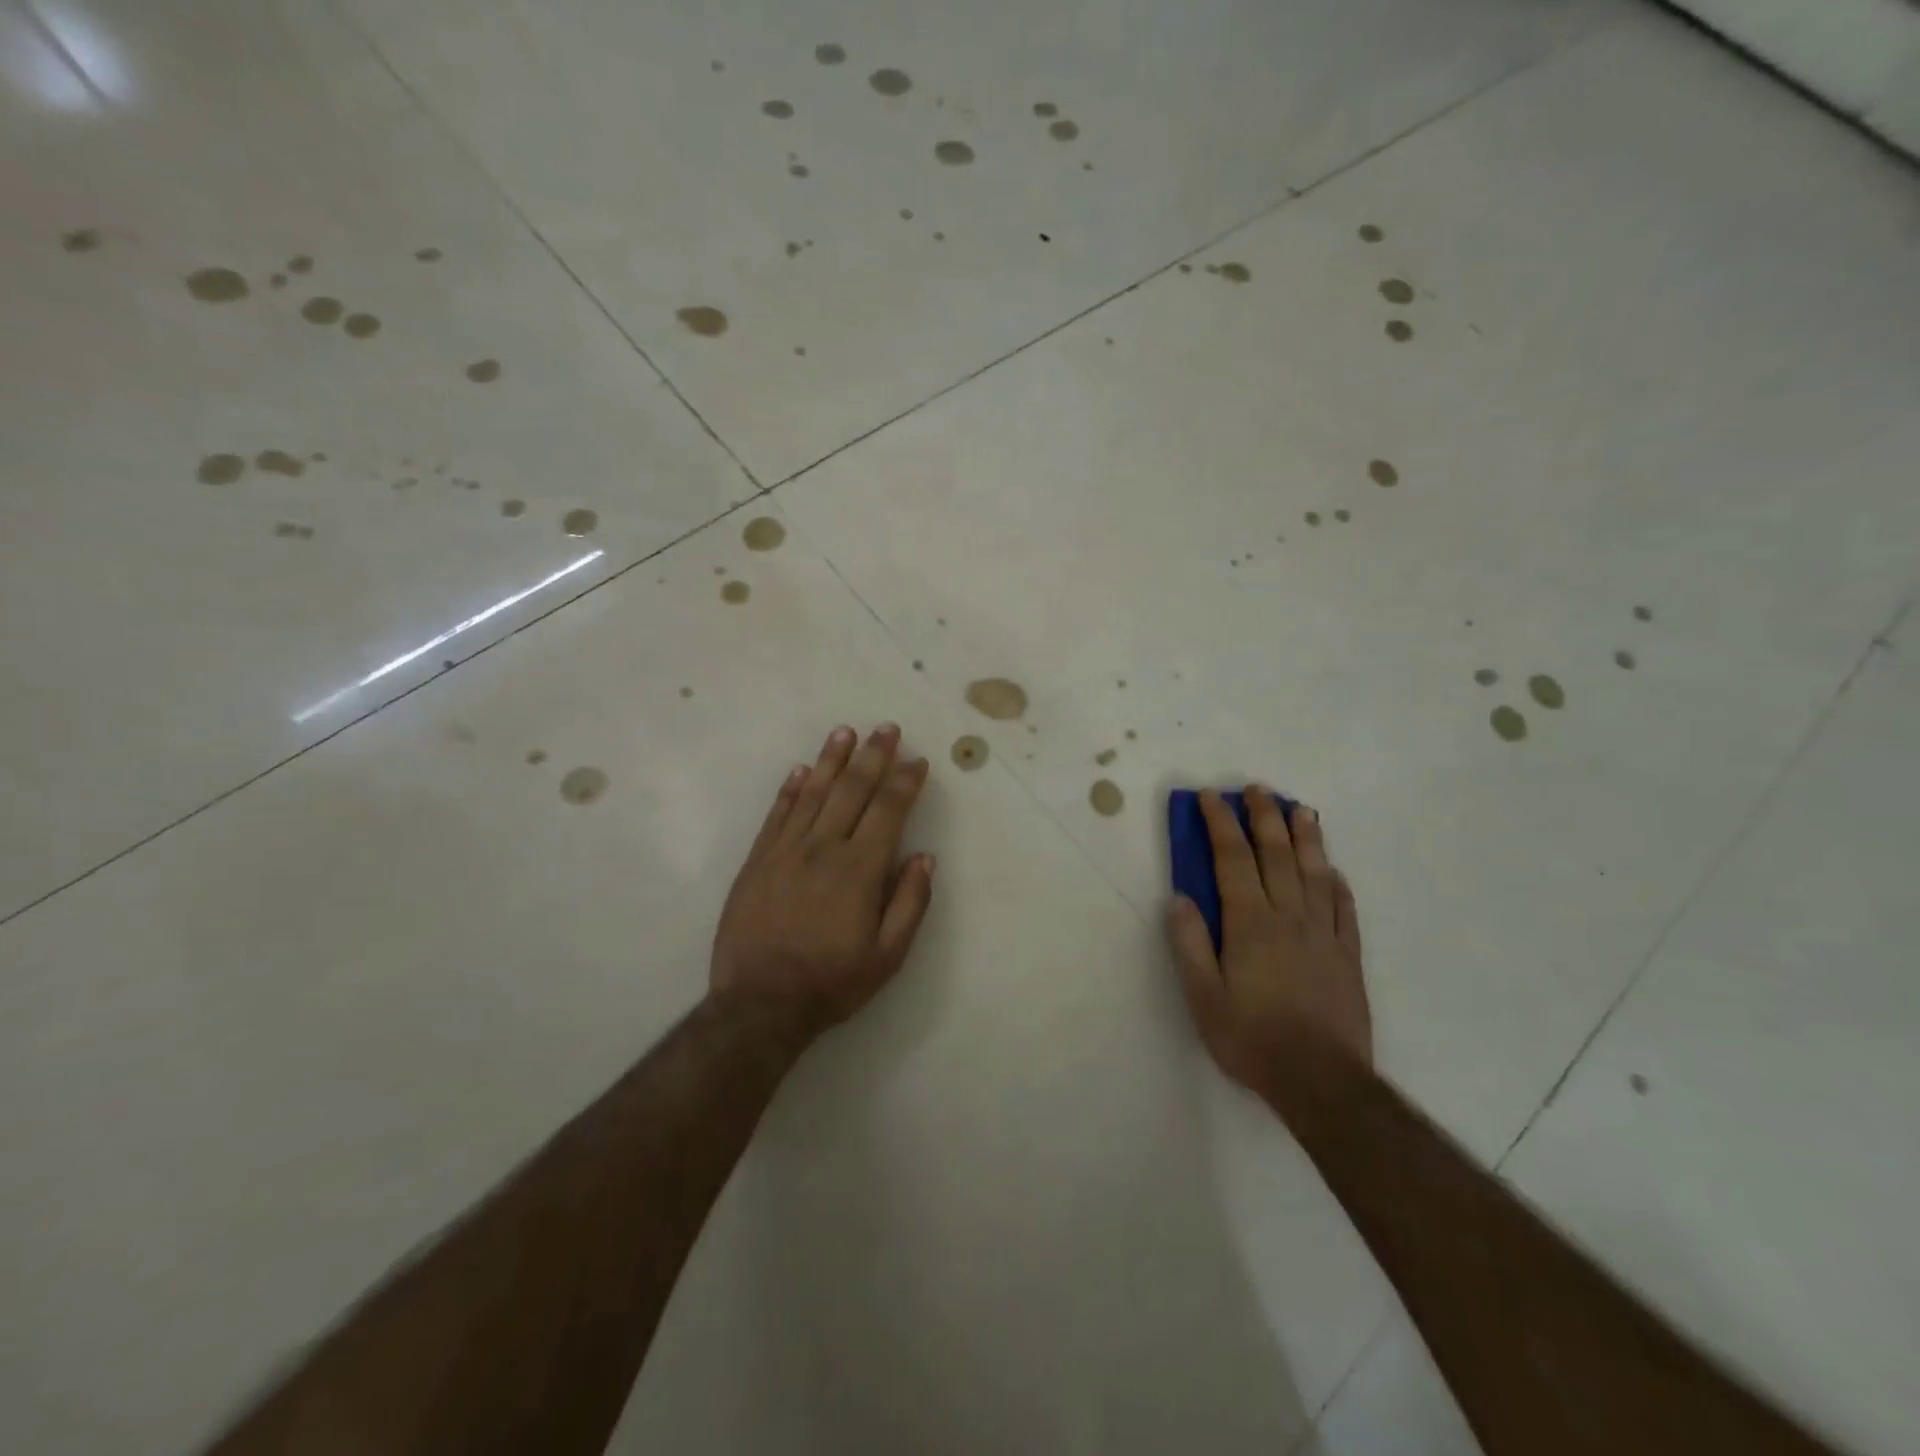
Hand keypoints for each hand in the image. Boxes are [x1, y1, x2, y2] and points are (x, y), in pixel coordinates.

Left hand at [710, 724, 935, 1042]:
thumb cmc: (832, 982)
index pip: (888, 811)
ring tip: (845, 732)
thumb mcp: (888, 956)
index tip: (917, 759)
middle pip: (852, 791)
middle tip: (886, 728)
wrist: (759, 1004)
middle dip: (872, 756)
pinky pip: (777, 815)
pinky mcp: (757, 861)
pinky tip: (801, 770)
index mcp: (859, 870)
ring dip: (832, 760)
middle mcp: (823, 849)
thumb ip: (910, 903)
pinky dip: (790, 789)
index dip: (904, 782)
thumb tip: (924, 857)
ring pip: (813, 793)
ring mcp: (785, 851)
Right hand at [1166, 789, 1370, 1115]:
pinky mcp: (1348, 955)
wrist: (1321, 1080)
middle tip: (1257, 789)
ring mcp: (1324, 933)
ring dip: (1306, 837)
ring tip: (1301, 809)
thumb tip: (1179, 897)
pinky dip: (1338, 882)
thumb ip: (1189, 943)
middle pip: (1276, 855)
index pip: (1232, 859)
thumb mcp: (1202, 996)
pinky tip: (1334, 870)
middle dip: (1264, 817)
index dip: (1221, 824)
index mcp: (1250, 923)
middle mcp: (1289, 916)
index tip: (1211, 796)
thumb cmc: (1251, 1038)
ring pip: (1315, 872)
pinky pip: (1344, 908)